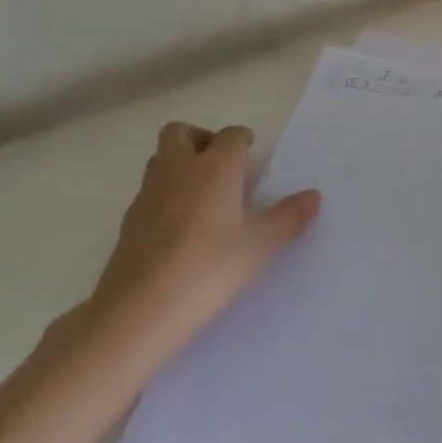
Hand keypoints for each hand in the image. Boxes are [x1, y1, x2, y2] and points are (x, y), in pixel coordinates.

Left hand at [80, 123, 319, 356]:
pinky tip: (180, 228)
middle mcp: (178, 169)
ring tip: (203, 196)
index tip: (253, 161)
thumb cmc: (209, 268)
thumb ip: (288, 217)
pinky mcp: (129, 221)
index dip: (244, 143)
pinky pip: (149, 191)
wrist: (140, 310)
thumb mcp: (260, 246)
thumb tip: (313, 195)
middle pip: (181, 132)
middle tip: (221, 168)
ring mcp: (148, 193)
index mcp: (215, 166)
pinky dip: (164, 196)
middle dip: (201, 140)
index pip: (231, 135)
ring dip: (179, 164)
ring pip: (160, 159)